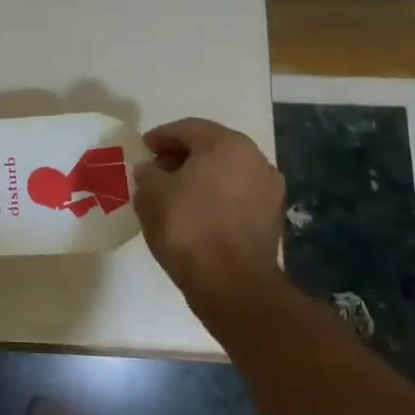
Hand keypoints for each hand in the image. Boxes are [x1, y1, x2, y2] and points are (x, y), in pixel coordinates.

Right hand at [133, 117, 286, 325]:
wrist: (233, 285)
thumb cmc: (188, 227)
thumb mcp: (150, 194)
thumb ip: (147, 173)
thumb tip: (152, 170)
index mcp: (226, 143)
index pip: (186, 129)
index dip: (159, 137)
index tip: (142, 150)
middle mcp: (254, 158)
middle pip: (210, 147)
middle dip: (181, 156)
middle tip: (156, 171)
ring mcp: (269, 188)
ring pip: (226, 171)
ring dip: (200, 177)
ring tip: (174, 195)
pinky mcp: (272, 217)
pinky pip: (237, 195)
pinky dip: (216, 197)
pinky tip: (196, 214)